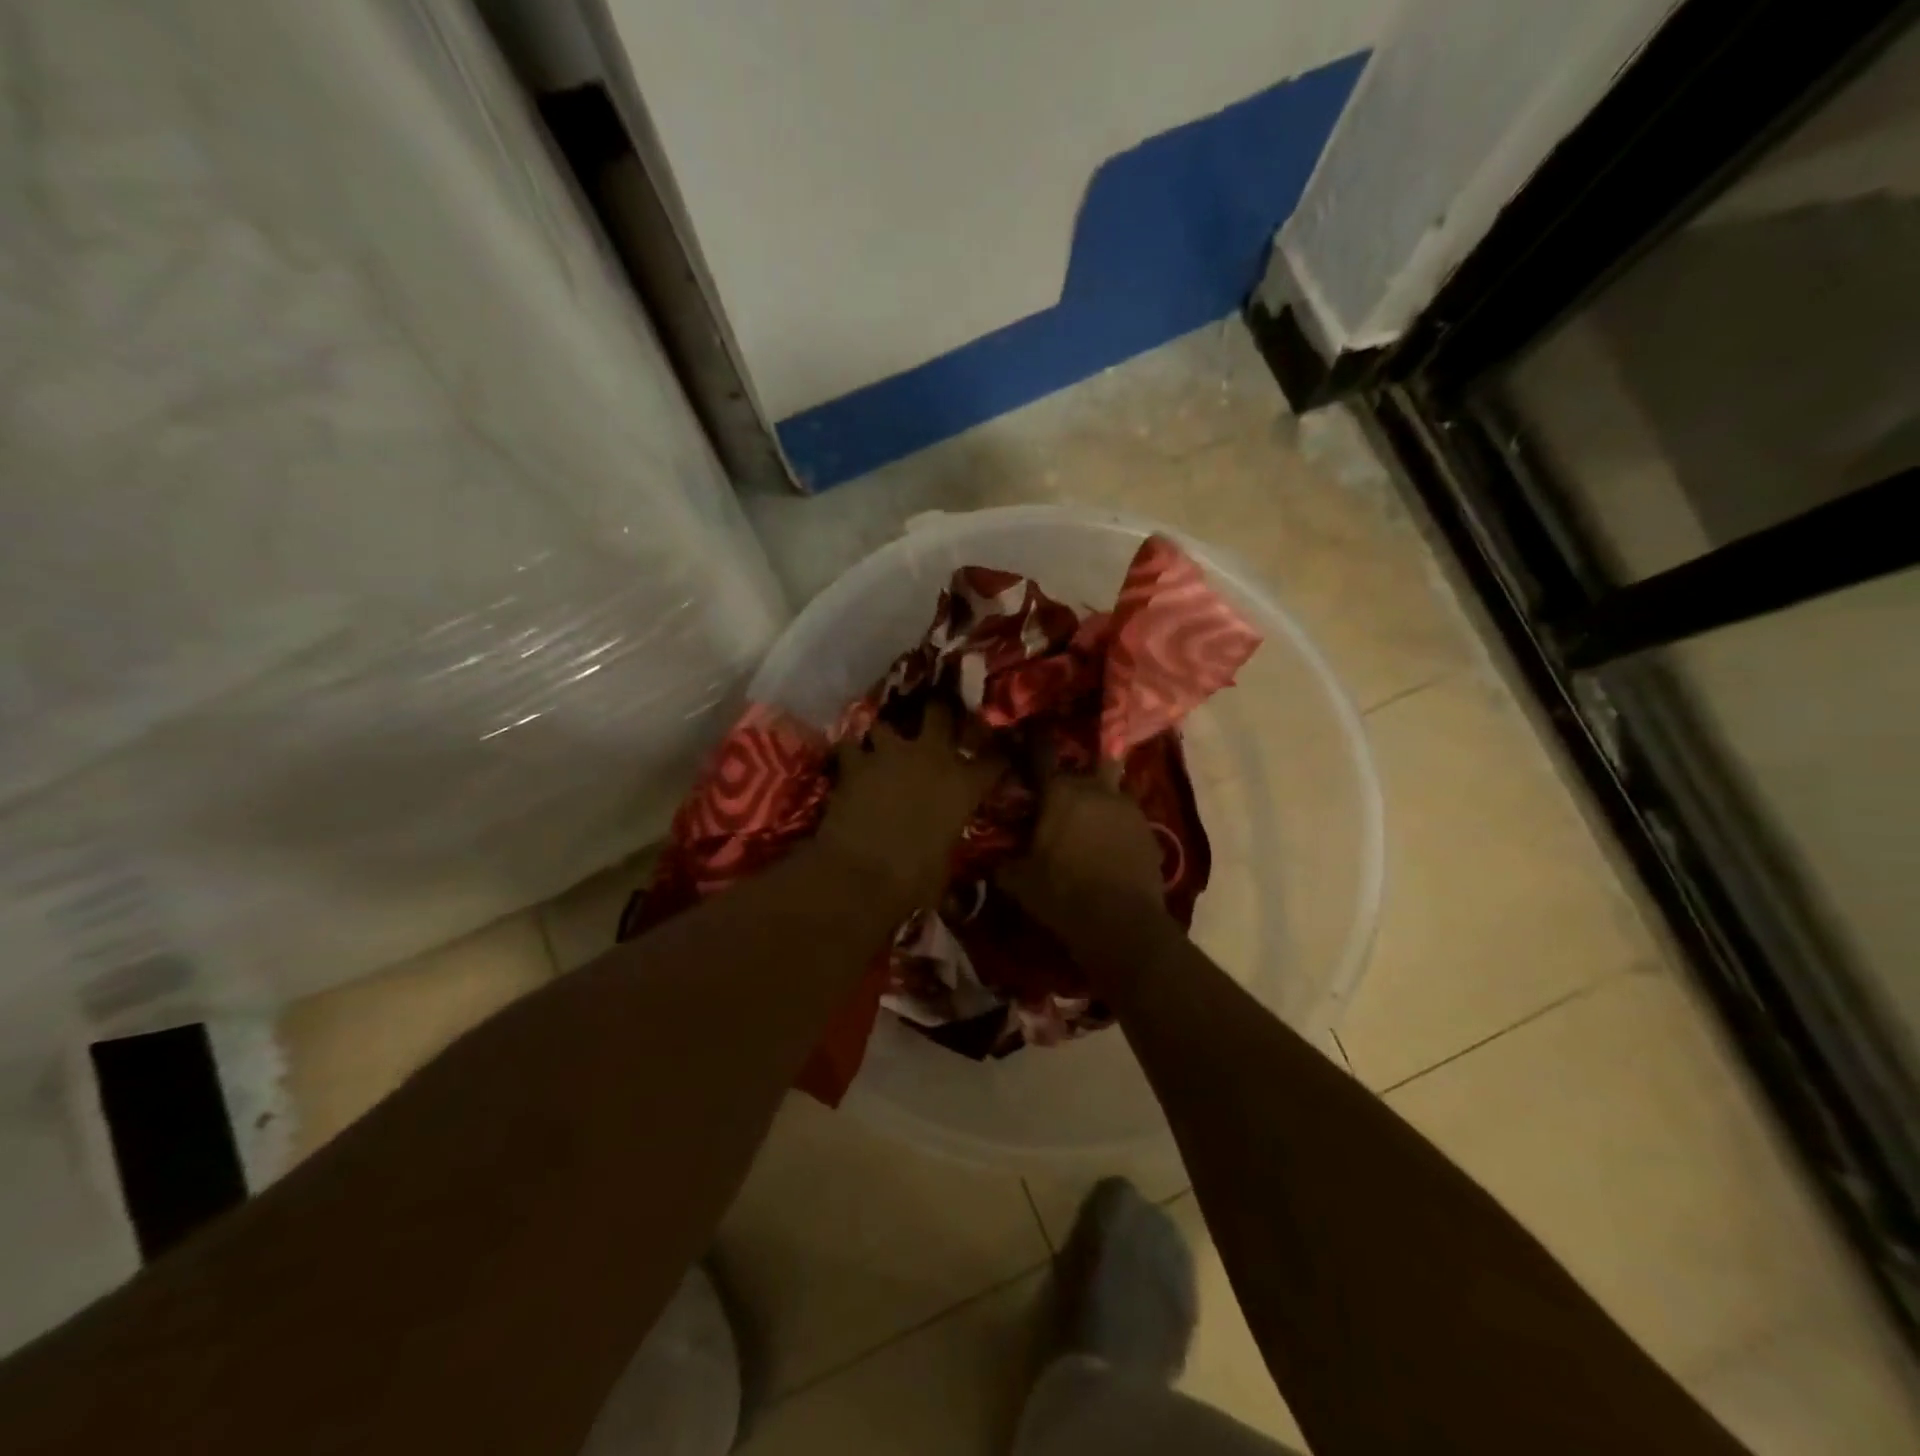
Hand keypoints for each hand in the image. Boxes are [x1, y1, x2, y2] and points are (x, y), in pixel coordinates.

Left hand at [815, 704, 1002, 908]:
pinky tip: (847, 763)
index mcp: (964, 785)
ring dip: (885, 735)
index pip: (994, 760)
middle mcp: (932, 757)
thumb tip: (944, 841)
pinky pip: (849, 746)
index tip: (997, 757)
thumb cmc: (915, 880)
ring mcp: (891, 754)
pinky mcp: (854, 763)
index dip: (996, 757)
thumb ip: (949, 838)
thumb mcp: (946, 863)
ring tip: (881, 745)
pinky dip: (849, 754)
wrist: (860, 875)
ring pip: (886, 725)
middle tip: (936, 717)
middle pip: (940, 713)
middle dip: (938, 712)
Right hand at [996, 763, 1175, 982]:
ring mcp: (1128, 808)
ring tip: (1088, 825)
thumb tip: (994, 861)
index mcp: (1060, 792)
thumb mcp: (1020, 882)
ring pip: (1110, 791)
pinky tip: (1109, 848)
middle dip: (1072, 781)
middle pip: (1084, 769)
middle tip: (1060, 801)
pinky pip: (1127, 819)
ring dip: (1098, 802)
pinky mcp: (1150, 830)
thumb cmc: (1062, 894)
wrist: (1122, 923)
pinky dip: (1117, 827)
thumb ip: (1004, 864)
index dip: (1033, 751)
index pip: (1042, 757)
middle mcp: (1096, 789)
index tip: (1027, 749)